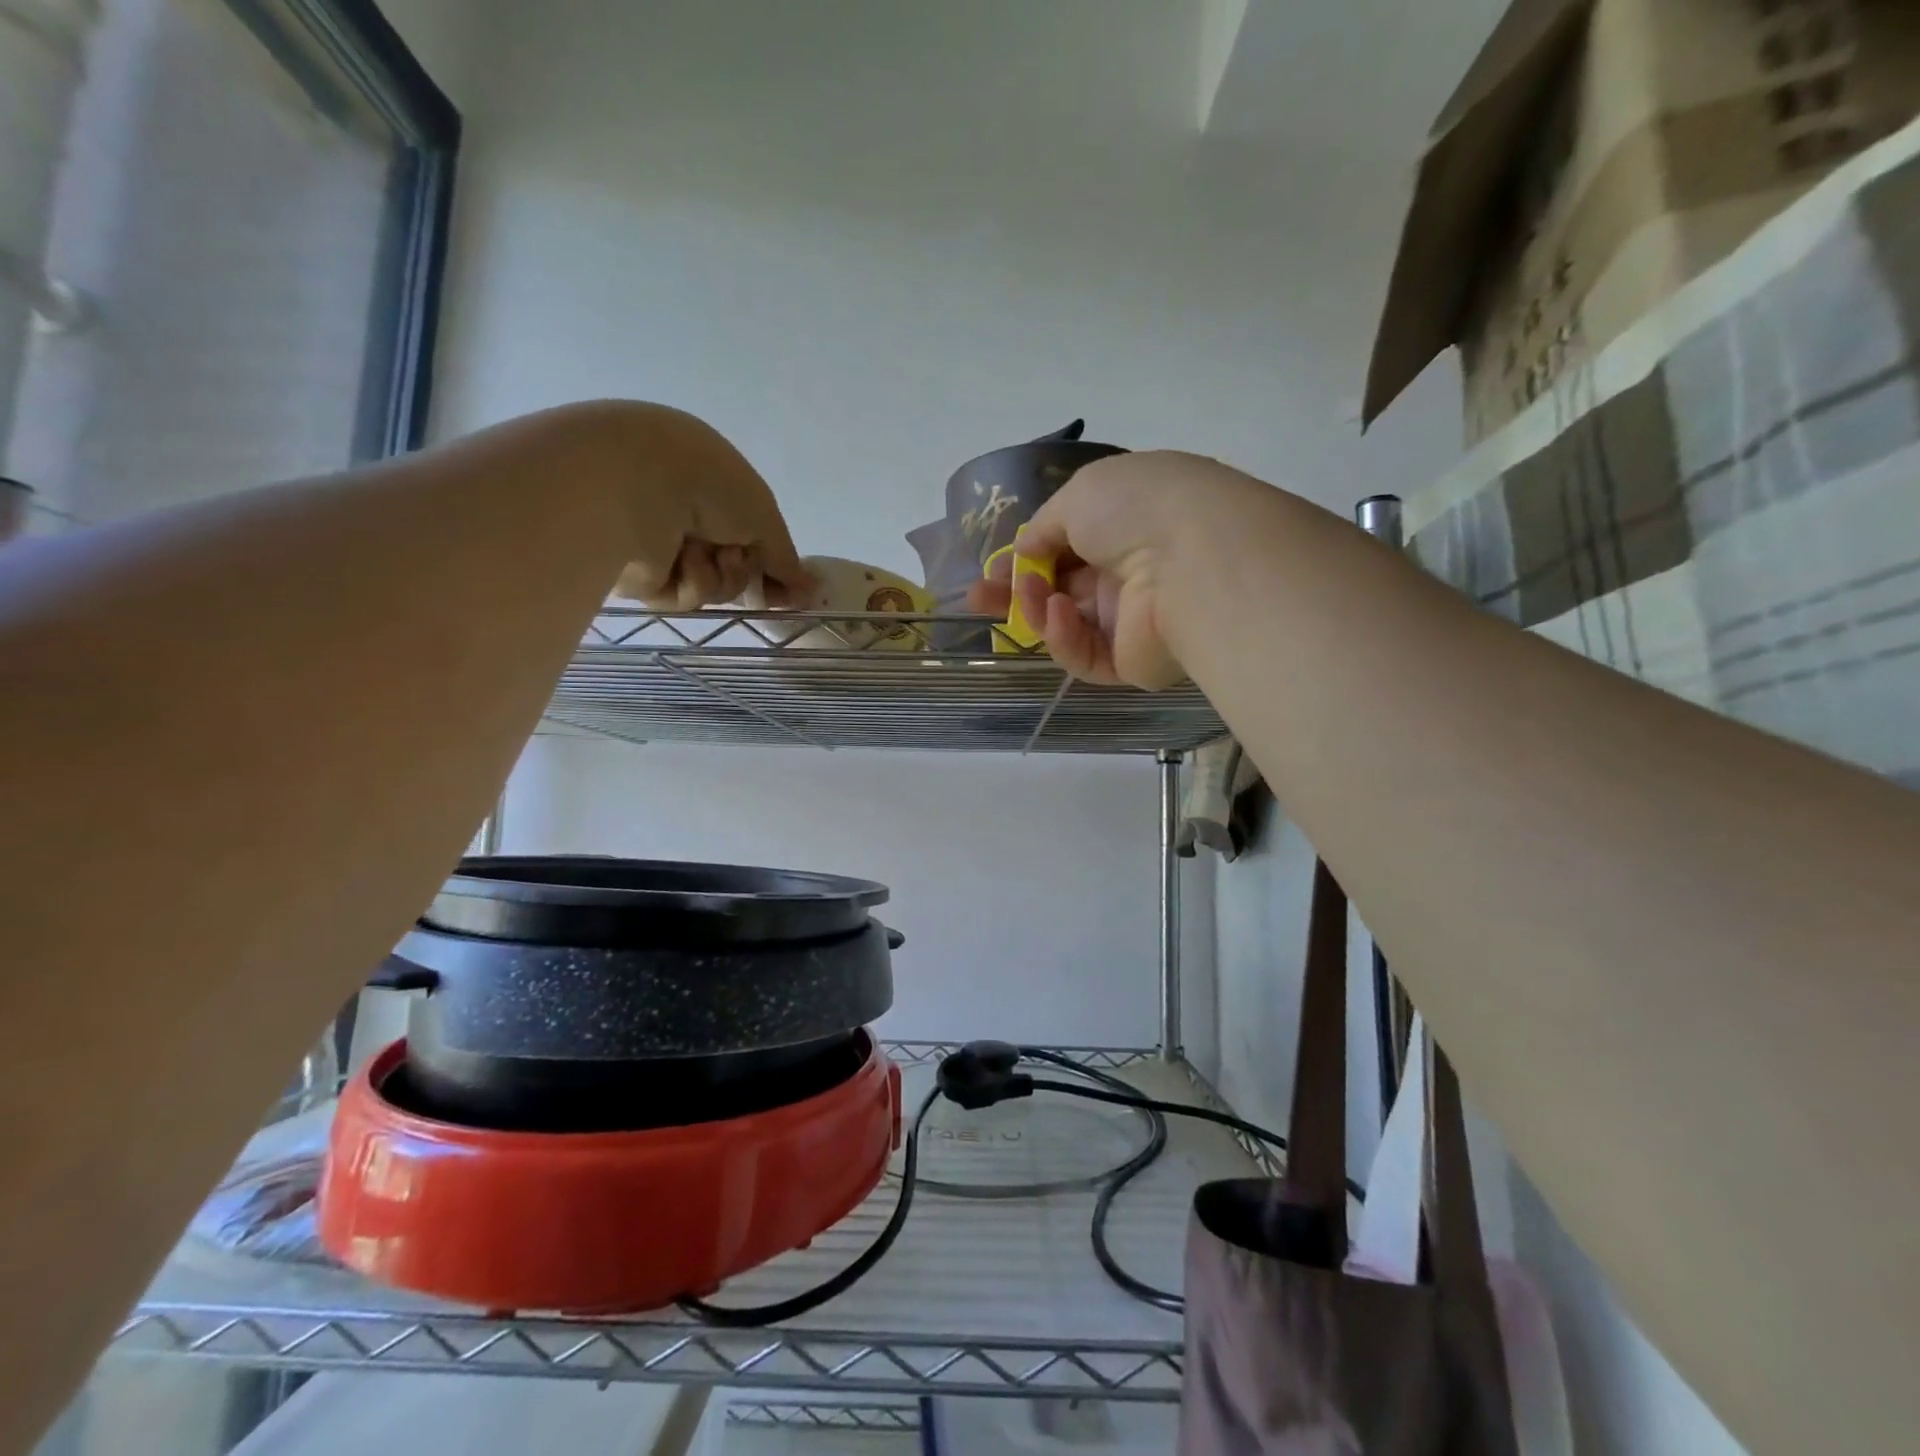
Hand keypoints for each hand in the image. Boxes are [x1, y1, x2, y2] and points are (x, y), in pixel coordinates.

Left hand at [577, 402, 809, 610]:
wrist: (637, 485)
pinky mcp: (638, 572)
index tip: (790, 590)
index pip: (750, 534)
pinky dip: (691, 583)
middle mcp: (684, 511)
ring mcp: (659, 542)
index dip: (772, 563)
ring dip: (721, 575)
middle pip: (733, 566)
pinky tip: (682, 561)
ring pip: (712, 585)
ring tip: (708, 552)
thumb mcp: (765, 516)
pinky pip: (683, 596)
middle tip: (743, 564)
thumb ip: (786, 558)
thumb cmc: (711, 486)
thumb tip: (810, 591)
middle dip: (745, 571)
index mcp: (712, 483)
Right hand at [964, 451, 1273, 687]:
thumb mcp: (1079, 495)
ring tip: (1025, 596)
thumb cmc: (1137, 509)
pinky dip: (1065, 636)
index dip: (1028, 555)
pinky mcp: (1133, 662)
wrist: (1195, 559)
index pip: (1068, 546)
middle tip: (978, 597)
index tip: (995, 566)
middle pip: (1061, 588)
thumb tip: (1026, 551)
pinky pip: (1085, 654)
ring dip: (1036, 610)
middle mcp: (1129, 571)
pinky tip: (1059, 613)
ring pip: (1068, 624)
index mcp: (1125, 524)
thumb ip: (1045, 526)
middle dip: (1016, 591)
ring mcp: (1132, 619)